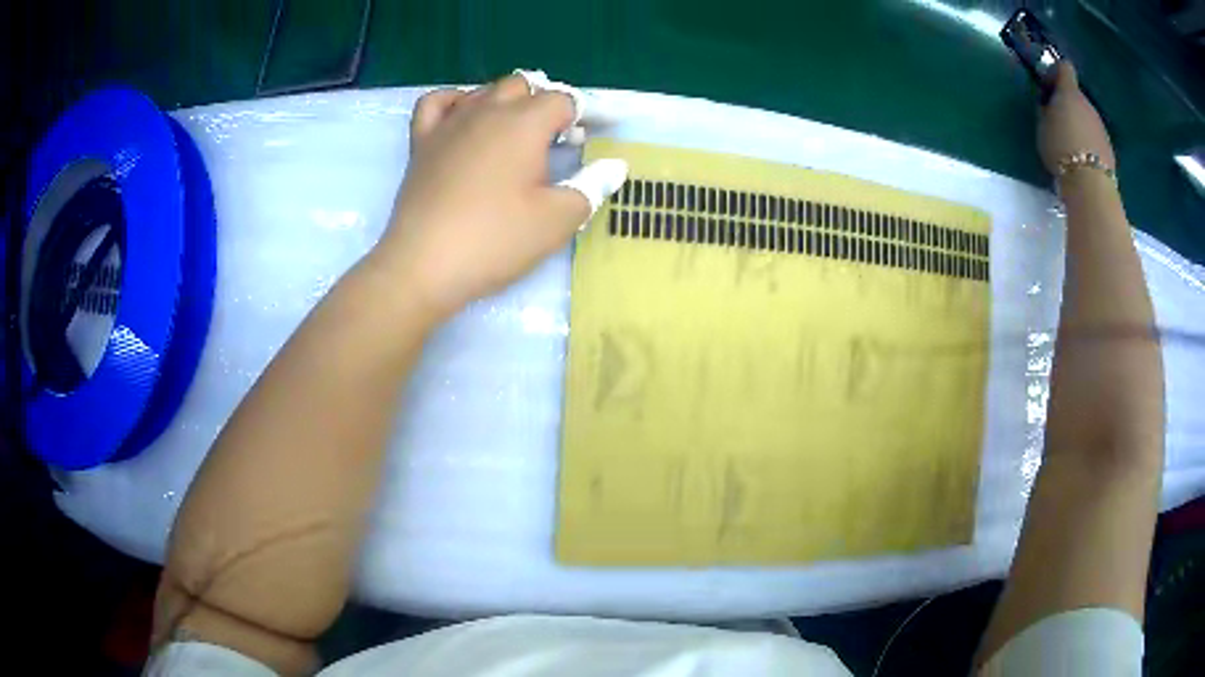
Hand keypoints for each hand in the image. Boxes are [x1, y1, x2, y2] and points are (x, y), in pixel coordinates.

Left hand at [375, 72, 627, 319]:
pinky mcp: (422, 142)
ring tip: (518, 131)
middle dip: (547, 104)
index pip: (565, 99)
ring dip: (508, 102)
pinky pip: (437, 103)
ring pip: (484, 91)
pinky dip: (455, 102)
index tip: (601, 129)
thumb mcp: (557, 219)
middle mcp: (487, 110)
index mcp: (525, 123)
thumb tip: (615, 165)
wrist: (424, 265)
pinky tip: (464, 117)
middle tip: (558, 139)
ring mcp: (450, 123)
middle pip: (524, 86)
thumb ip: (592, 186)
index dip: (588, 111)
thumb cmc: (495, 240)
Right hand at [1038, 62, 1114, 175]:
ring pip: (1087, 118)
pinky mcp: (1109, 149)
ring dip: (1078, 125)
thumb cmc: (1061, 149)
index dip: (1055, 73)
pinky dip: (1088, 143)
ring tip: (1069, 145)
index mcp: (1070, 92)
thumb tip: (1049, 106)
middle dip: (1067, 104)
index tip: (1047, 88)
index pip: (1064, 67)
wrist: (1090, 185)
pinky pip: (1095, 138)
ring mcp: (1101, 127)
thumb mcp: (1043, 126)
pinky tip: (1081, 160)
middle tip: (1056, 122)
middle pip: (1077, 96)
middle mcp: (1088, 104)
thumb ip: (1046, 110)